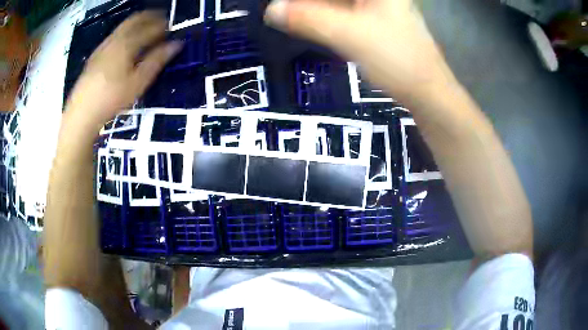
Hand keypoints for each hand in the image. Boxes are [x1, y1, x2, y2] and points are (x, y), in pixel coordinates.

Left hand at [65, 11, 181, 130]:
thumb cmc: (112, 99)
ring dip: (137, 24)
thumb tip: (176, 44)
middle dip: (150, 17)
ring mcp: (103, 46)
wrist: (82, 113)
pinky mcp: (95, 55)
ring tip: (146, 32)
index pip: (150, 27)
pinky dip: (125, 33)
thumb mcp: (138, 83)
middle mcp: (114, 39)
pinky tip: (126, 45)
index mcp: (127, 43)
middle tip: (161, 22)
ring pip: (123, 26)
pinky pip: (114, 36)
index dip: (164, 26)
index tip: (172, 29)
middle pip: (135, 19)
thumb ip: (157, 60)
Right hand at [264, 0, 454, 101]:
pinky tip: (311, 22)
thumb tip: (271, 10)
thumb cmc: (396, 59)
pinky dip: (326, 15)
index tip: (283, 6)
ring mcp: (379, 6)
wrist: (427, 92)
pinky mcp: (377, 21)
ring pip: (338, 2)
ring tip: (290, 15)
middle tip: (283, 10)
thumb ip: (307, 19)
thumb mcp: (348, 35)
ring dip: (314, 8)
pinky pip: (344, 11)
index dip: (304, 0)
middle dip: (307, 3)